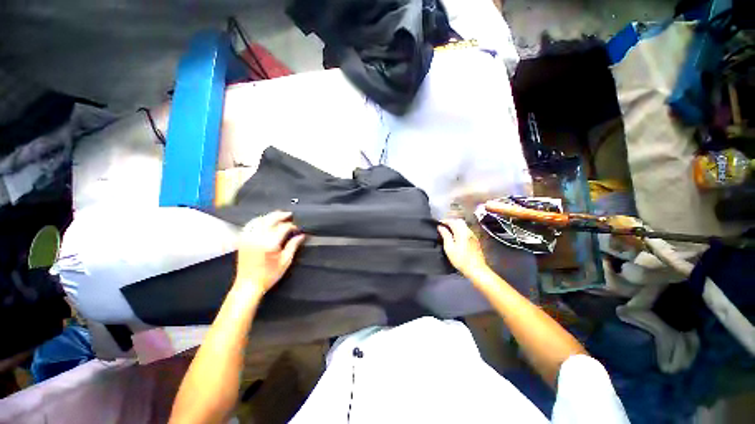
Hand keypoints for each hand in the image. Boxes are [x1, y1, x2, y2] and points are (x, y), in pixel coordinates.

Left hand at [236, 211, 305, 295]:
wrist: (248, 285)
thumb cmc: (268, 275)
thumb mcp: (285, 261)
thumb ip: (293, 245)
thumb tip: (301, 236)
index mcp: (270, 243)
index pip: (283, 227)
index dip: (292, 226)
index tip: (297, 229)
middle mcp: (257, 238)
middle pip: (270, 219)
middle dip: (281, 215)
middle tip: (289, 215)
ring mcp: (248, 238)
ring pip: (259, 220)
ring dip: (270, 216)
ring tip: (278, 215)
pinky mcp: (242, 240)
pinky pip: (250, 225)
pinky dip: (258, 220)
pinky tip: (263, 220)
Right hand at [438, 219, 489, 279]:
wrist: (476, 269)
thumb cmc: (460, 259)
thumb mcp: (449, 248)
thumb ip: (445, 235)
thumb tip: (440, 227)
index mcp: (461, 232)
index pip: (452, 221)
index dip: (445, 221)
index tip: (438, 223)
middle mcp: (468, 231)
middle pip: (459, 221)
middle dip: (451, 221)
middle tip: (443, 226)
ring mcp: (473, 235)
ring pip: (464, 225)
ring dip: (456, 225)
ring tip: (448, 230)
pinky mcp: (475, 240)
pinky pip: (466, 230)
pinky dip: (460, 229)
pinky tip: (456, 236)